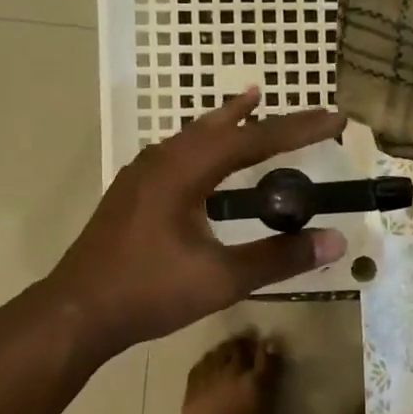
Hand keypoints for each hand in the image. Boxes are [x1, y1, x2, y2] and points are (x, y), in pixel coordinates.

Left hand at [47, 89, 348, 353]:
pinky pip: (180, 150)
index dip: (298, 129)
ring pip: (195, 135)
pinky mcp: (134, 190)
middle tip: (308, 114)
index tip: (335, 118)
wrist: (76, 312)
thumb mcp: (221, 279)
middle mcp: (163, 159)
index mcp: (184, 171)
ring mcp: (143, 173)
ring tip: (253, 101)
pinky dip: (206, 141)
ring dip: (230, 121)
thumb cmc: (148, 292)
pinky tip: (207, 154)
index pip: (253, 140)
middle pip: (224, 128)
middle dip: (269, 121)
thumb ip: (278, 258)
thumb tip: (336, 241)